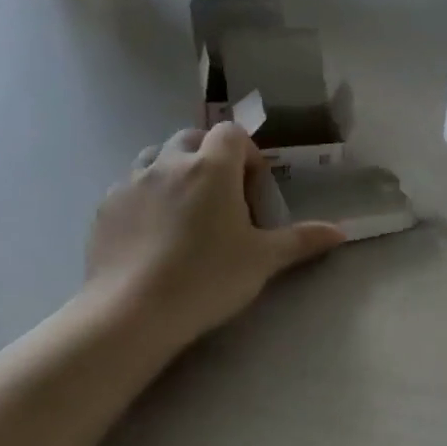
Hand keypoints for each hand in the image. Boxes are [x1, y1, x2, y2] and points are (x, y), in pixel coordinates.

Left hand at [84, 125, 344, 356]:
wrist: (133, 312)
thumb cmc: (207, 278)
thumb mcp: (263, 260)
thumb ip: (301, 240)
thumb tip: (341, 232)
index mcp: (211, 167)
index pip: (232, 134)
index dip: (247, 154)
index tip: (251, 190)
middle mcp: (170, 163)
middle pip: (193, 138)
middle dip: (210, 157)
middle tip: (221, 199)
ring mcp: (132, 182)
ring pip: (156, 157)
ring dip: (174, 170)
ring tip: (184, 210)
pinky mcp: (105, 207)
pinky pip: (130, 187)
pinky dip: (146, 197)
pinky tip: (152, 234)